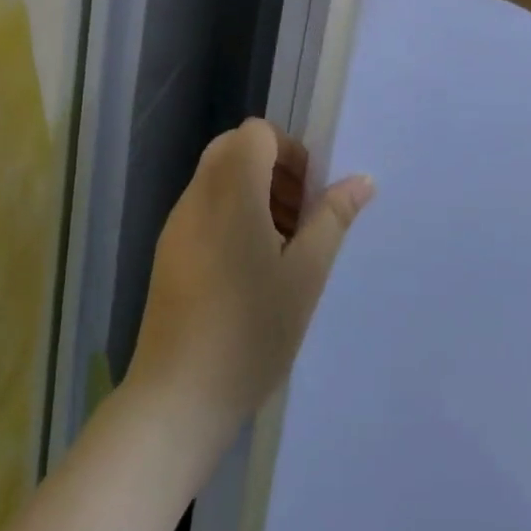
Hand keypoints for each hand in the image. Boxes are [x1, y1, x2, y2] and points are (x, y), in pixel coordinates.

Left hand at [126, 120, 374, 439]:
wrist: (177, 398)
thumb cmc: (250, 330)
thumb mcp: (305, 274)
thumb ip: (332, 218)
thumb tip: (362, 179)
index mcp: (231, 189)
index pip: (257, 132)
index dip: (289, 151)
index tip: (308, 196)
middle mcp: (198, 195)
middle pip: (235, 148)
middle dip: (273, 170)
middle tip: (297, 218)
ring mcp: (177, 223)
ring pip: (218, 177)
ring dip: (253, 192)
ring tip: (279, 249)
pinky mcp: (168, 251)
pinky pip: (204, 207)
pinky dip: (231, 215)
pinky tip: (248, 271)